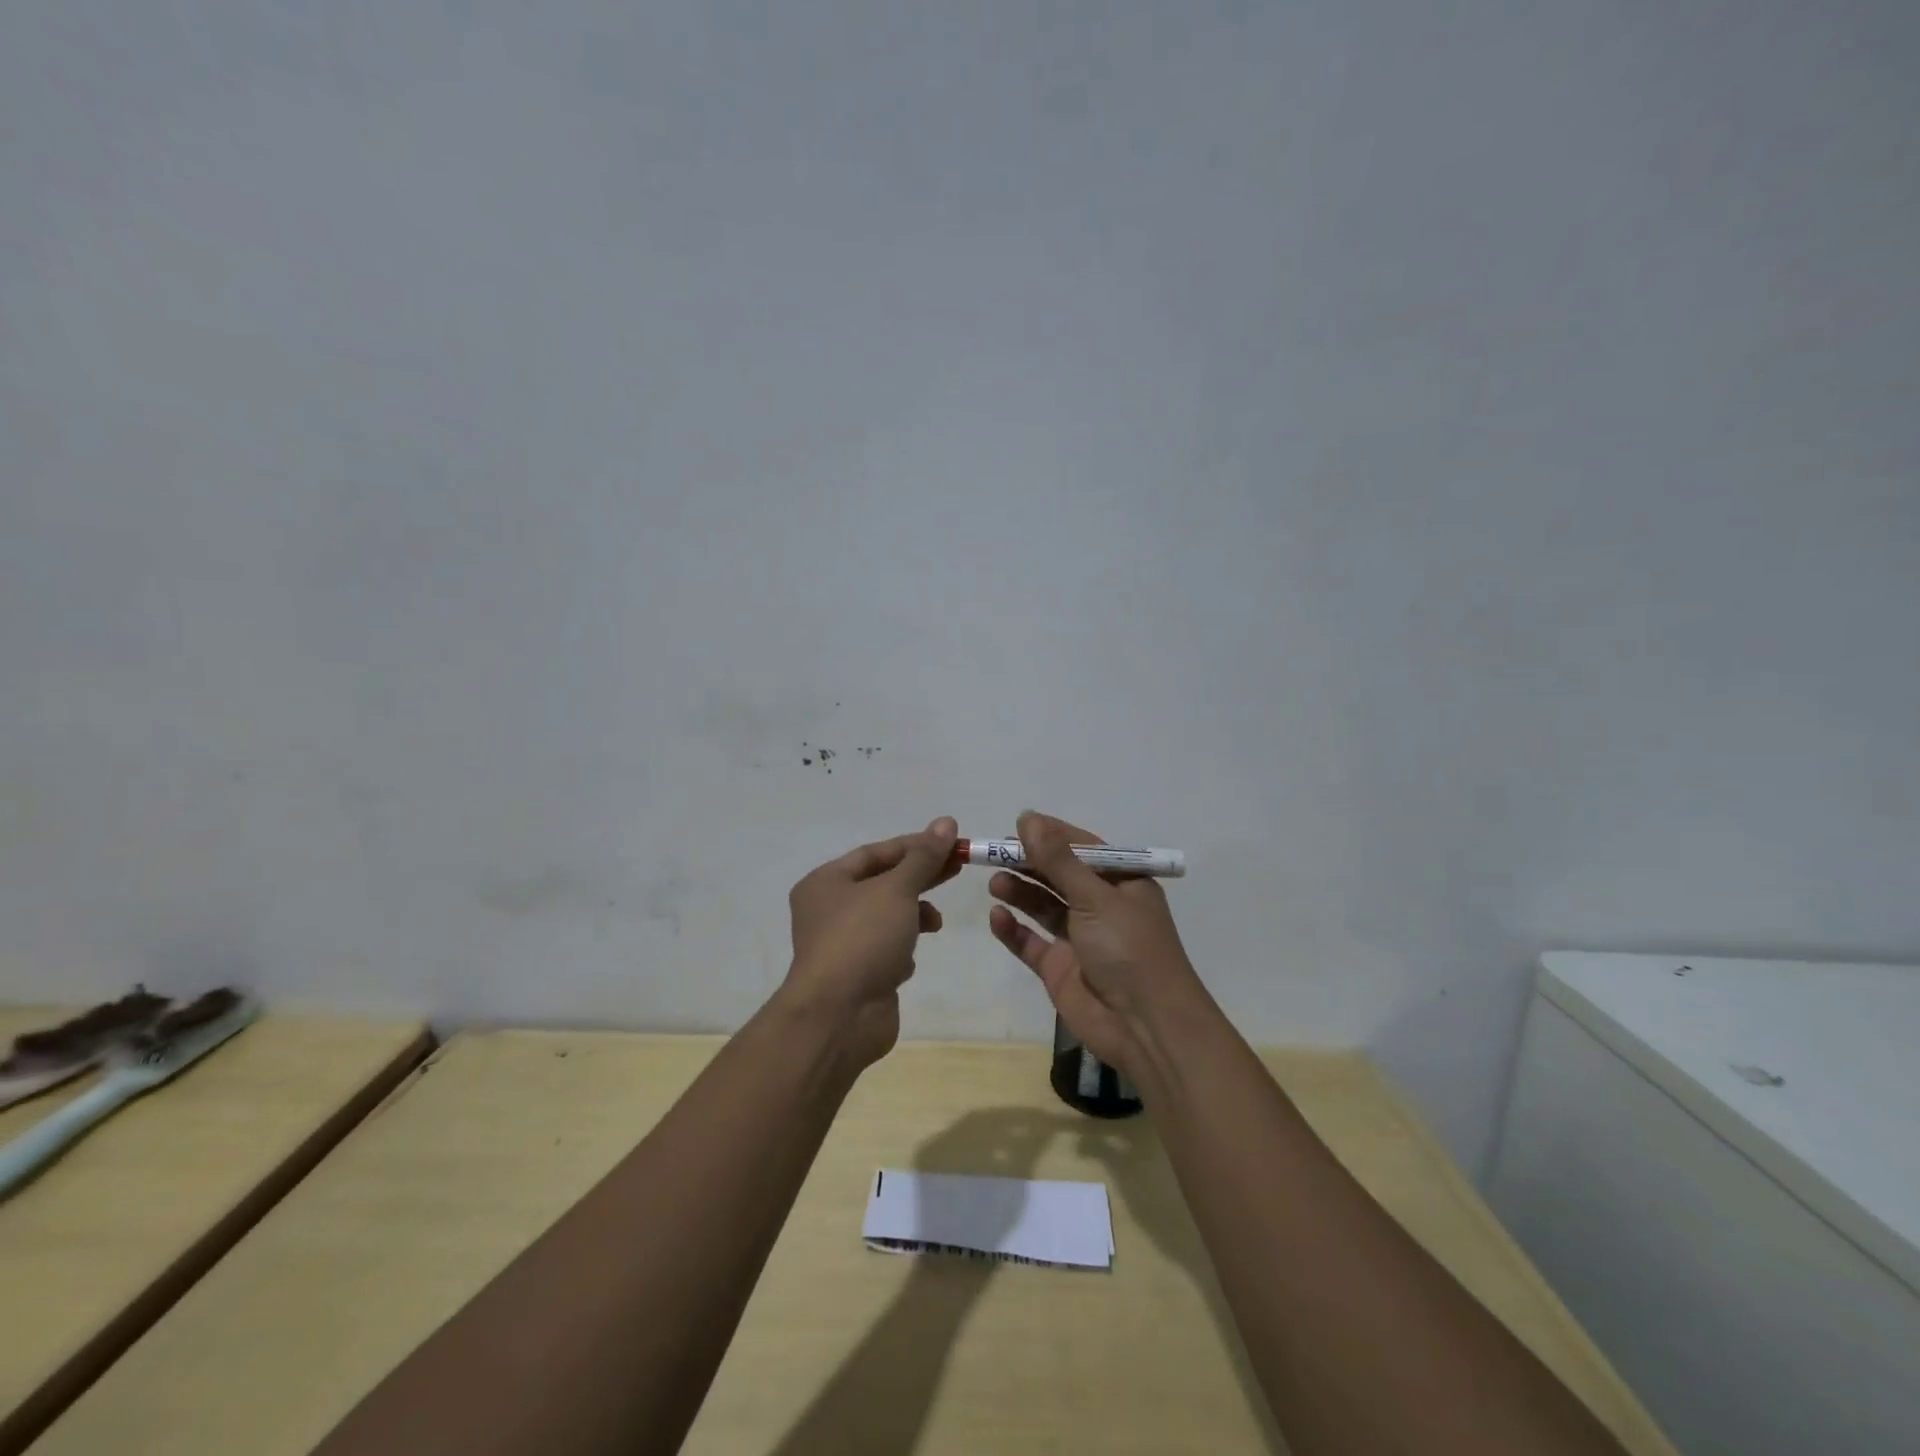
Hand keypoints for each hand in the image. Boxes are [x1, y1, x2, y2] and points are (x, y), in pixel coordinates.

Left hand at [781, 816, 959, 1071]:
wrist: (839, 1017)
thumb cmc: (862, 940)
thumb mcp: (897, 890)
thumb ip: (923, 858)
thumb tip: (946, 822)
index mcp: (826, 882)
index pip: (876, 853)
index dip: (915, 845)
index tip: (951, 842)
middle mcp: (829, 910)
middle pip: (884, 882)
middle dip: (921, 876)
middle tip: (959, 867)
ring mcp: (843, 944)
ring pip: (888, 917)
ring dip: (914, 915)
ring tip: (935, 922)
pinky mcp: (858, 974)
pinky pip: (886, 950)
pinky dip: (902, 949)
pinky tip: (908, 961)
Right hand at [988, 811, 1212, 1081]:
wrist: (1145, 1027)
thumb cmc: (1129, 949)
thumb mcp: (1095, 897)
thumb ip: (1058, 860)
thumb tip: (1027, 818)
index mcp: (1122, 884)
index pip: (1083, 848)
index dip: (1052, 835)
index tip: (1019, 823)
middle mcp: (1101, 907)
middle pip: (1059, 876)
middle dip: (1029, 862)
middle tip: (994, 852)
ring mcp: (1080, 939)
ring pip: (1043, 906)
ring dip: (1020, 891)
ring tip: (994, 880)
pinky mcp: (1060, 968)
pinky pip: (1031, 942)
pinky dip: (1014, 929)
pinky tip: (996, 916)